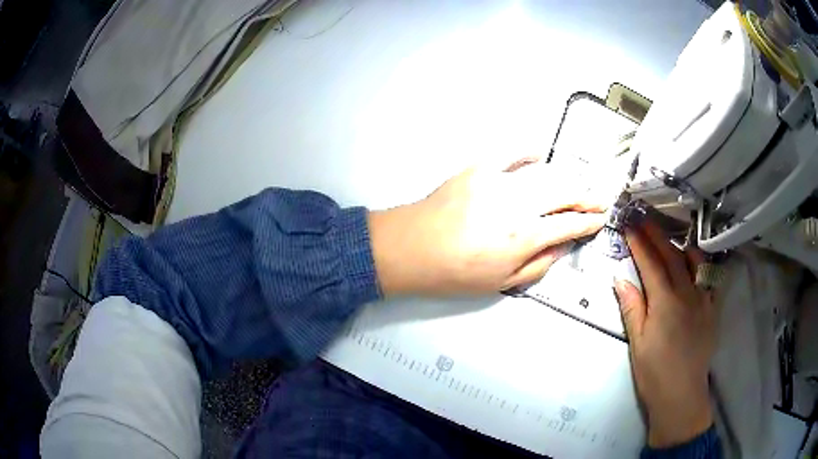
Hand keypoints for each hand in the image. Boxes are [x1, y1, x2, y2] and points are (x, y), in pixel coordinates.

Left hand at [369, 158, 610, 295]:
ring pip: (544, 173)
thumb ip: (538, 264)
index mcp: (524, 237)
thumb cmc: (455, 273)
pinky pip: (508, 152)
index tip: (600, 221)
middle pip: (564, 193)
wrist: (410, 249)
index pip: (569, 224)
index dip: (589, 222)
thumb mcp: (501, 283)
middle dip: (587, 197)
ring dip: (566, 178)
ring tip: (577, 184)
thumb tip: (563, 245)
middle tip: (599, 200)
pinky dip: (526, 150)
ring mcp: (497, 181)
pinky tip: (539, 152)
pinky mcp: (477, 168)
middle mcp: (518, 205)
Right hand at [613, 219, 716, 447]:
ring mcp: (703, 300)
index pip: (650, 264)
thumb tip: (620, 279)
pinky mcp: (713, 309)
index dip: (639, 243)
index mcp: (665, 302)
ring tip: (671, 238)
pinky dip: (701, 266)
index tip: (629, 225)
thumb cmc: (654, 372)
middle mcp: (686, 293)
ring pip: (694, 262)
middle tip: (645, 219)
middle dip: (657, 235)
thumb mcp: (637, 342)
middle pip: (671, 257)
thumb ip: (632, 307)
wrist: (681, 394)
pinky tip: (695, 263)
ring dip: (680, 246)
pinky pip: (710, 279)